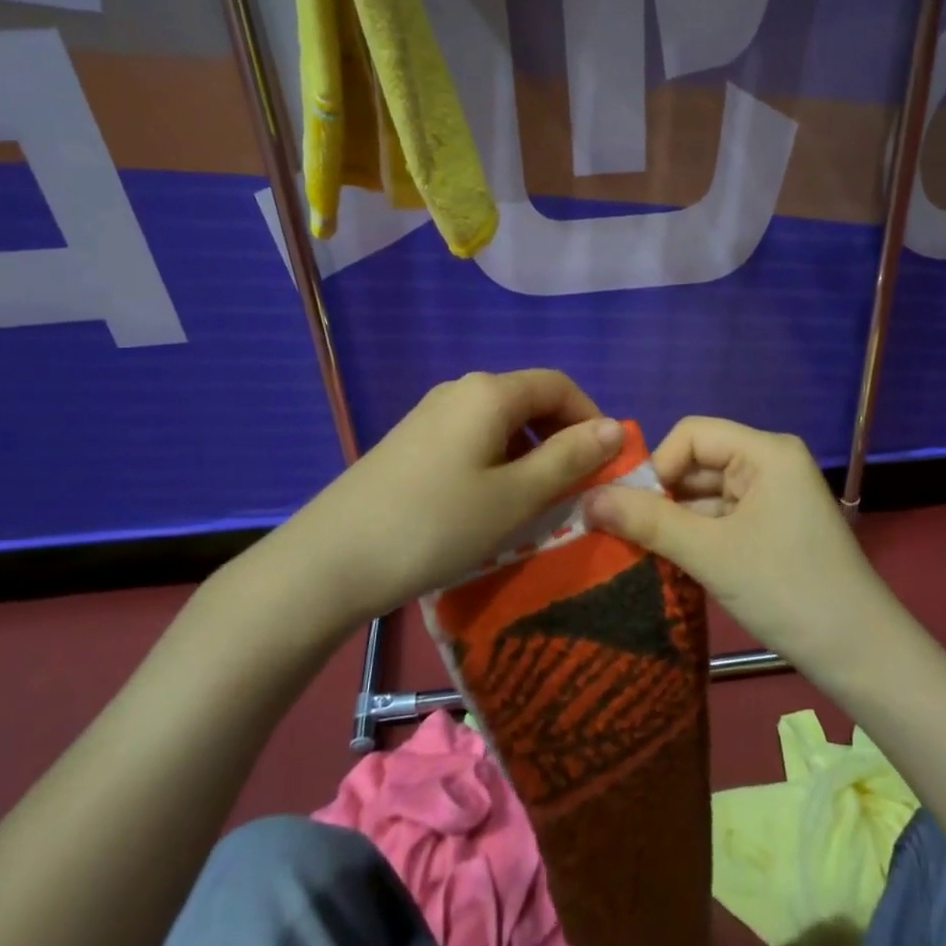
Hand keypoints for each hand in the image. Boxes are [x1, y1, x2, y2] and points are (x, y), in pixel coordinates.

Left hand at [284, 370, 624, 626]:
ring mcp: (430, 415)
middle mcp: (460, 390)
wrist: (331, 560)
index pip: (559, 385)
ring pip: (500, 423)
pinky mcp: (411, 442)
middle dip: (561, 438)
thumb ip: (568, 458)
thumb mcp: (514, 497)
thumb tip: (614, 427)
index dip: (591, 417)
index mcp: (490, 392)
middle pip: (529, 400)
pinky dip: (497, 463)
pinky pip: (471, 440)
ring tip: (536, 504)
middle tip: (576, 489)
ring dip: (530, 455)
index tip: (607, 464)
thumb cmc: (435, 525)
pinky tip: (489, 505)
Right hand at [582, 418, 892, 677]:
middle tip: (623, 532)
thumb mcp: (711, 553)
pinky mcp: (775, 526)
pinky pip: (724, 517)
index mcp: (766, 451)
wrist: (861, 656)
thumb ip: (648, 521)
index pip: (692, 434)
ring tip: (640, 549)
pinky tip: (672, 561)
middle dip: (662, 495)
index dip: (657, 465)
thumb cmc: (786, 590)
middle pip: (699, 462)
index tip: (629, 508)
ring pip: (708, 493)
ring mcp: (775, 496)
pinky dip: (697, 535)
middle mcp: (771, 463)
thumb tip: (586, 499)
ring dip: (676, 519)